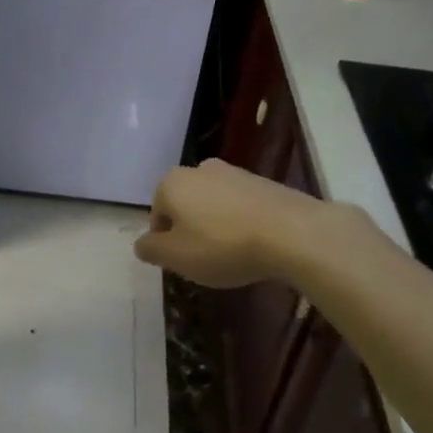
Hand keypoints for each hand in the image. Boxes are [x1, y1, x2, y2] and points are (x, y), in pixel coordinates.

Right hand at [134, 159, 325, 288]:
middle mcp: (198, 169)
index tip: (184, 263)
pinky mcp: (262, 181)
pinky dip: (241, 221)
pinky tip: (254, 244)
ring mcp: (233, 171)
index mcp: (171, 183)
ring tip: (233, 254)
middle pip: (185, 206)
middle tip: (206, 260)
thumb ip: (151, 249)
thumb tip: (141, 244)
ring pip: (212, 204)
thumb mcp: (176, 257)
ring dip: (216, 225)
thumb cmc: (222, 245)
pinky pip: (240, 205)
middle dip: (191, 230)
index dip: (167, 243)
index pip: (157, 216)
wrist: (291, 232)